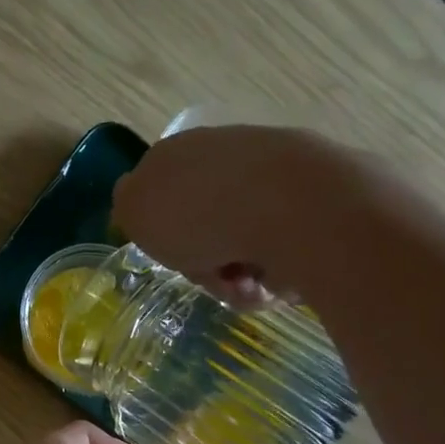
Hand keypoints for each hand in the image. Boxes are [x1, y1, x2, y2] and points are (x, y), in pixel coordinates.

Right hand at [111, 124, 425, 305]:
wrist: (289, 205)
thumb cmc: (199, 214)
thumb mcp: (136, 209)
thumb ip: (129, 204)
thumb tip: (136, 198)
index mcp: (181, 153)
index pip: (164, 203)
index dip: (166, 239)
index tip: (173, 257)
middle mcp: (227, 156)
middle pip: (207, 230)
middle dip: (208, 265)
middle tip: (216, 280)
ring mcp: (274, 174)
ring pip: (245, 245)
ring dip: (241, 277)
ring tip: (250, 289)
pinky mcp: (315, 198)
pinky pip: (283, 249)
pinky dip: (276, 272)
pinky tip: (278, 282)